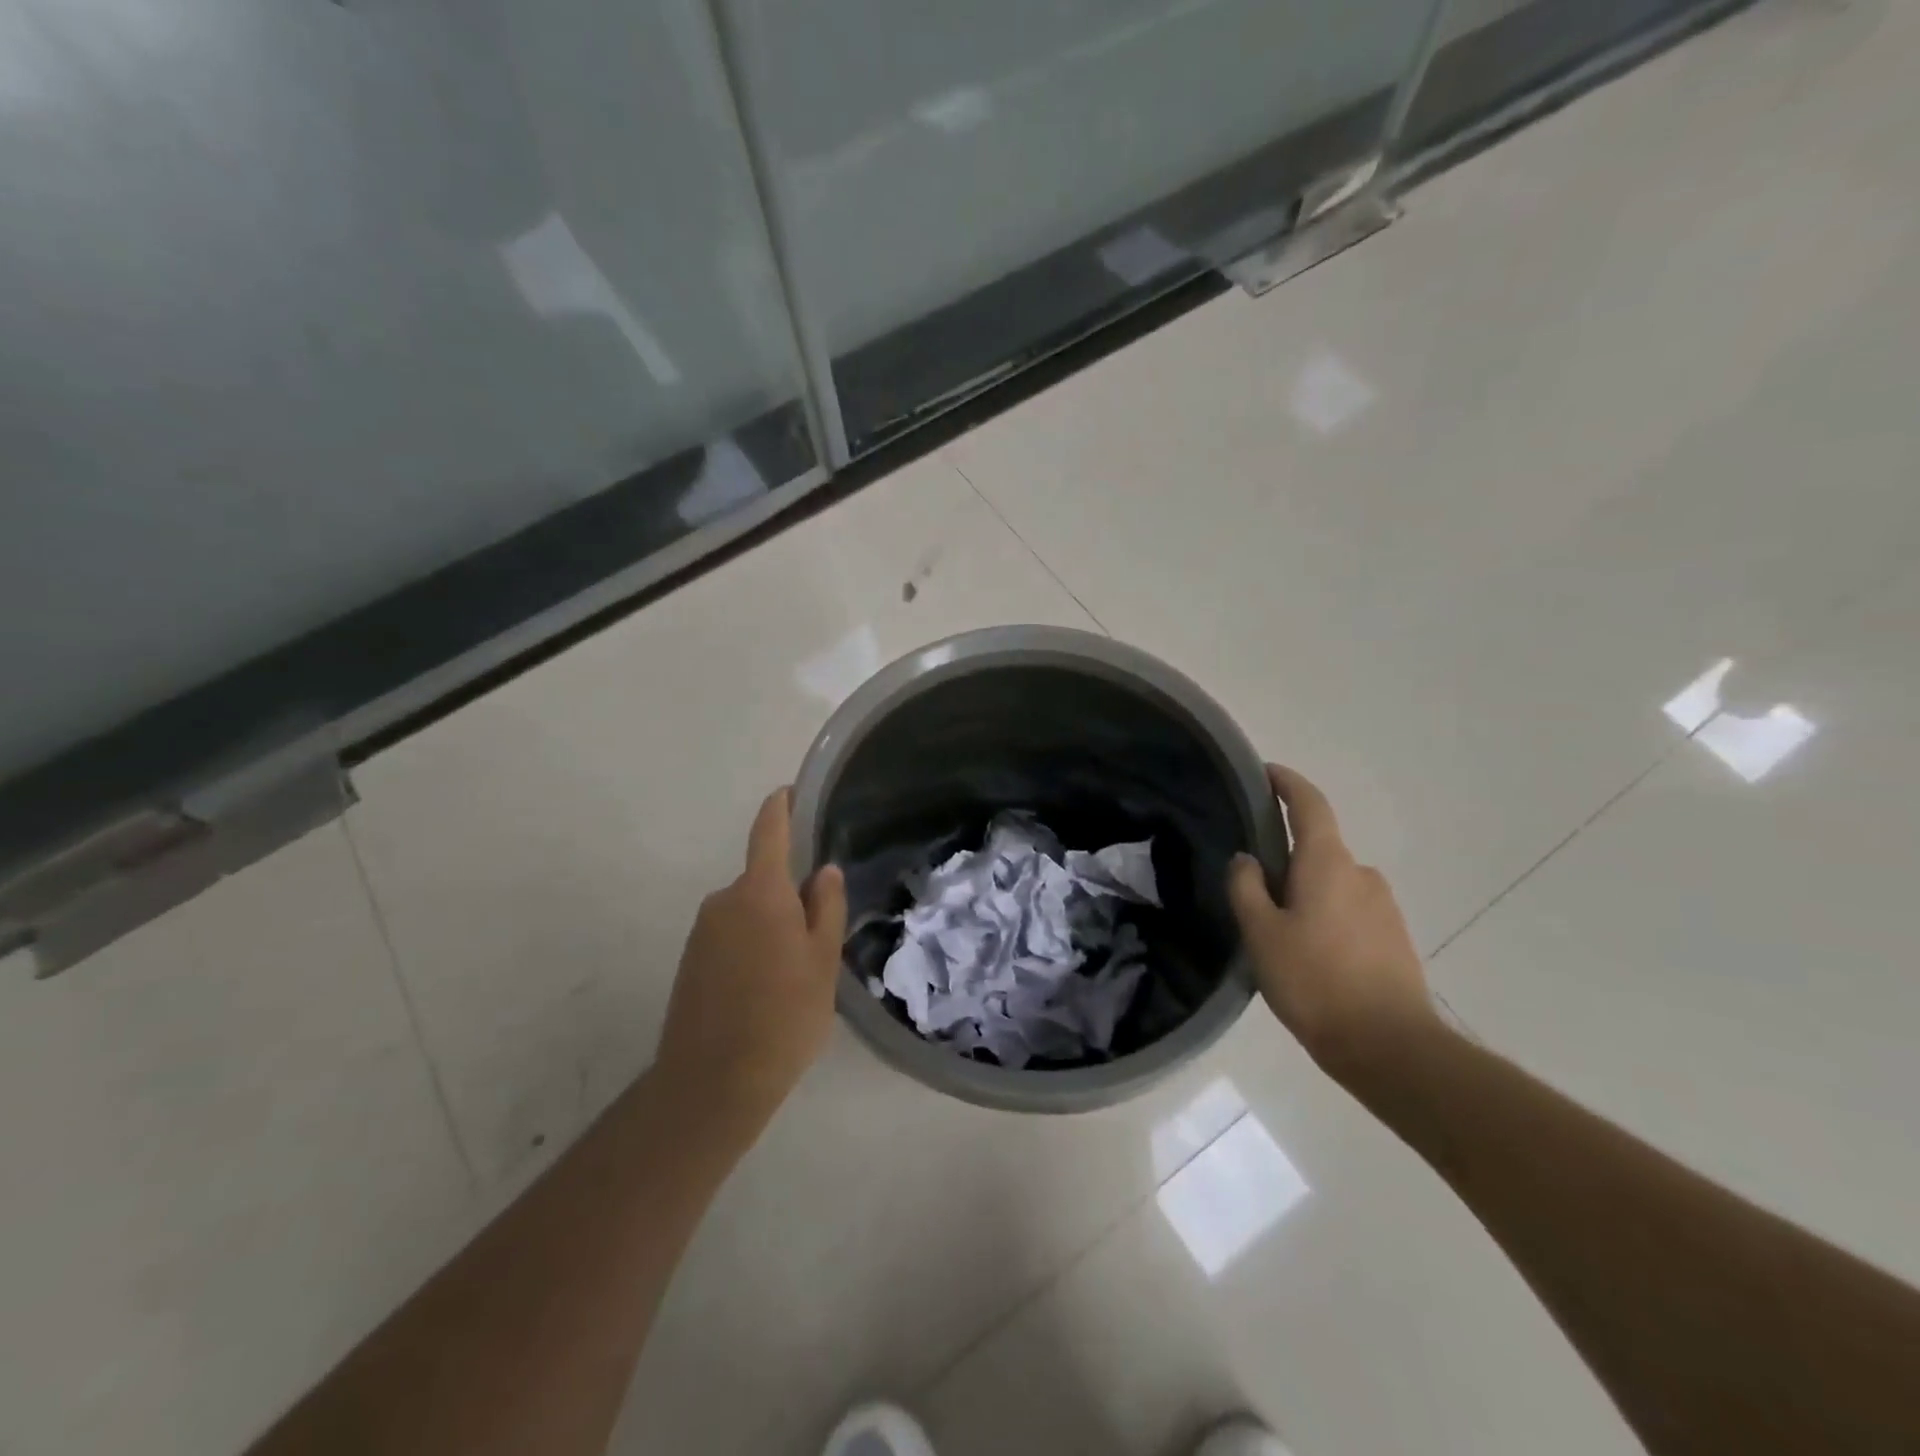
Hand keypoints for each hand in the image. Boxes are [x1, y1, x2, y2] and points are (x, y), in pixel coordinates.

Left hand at [655, 788, 846, 1145]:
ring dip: (770, 926)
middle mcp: (724, 901)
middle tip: (819, 936)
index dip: (780, 807)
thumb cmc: (783, 1016)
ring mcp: (702, 932)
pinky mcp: (690, 962)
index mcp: (760, 893)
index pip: (768, 832)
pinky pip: (729, 936)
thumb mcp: (822, 961)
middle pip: (763, 880)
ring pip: (748, 912)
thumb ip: (825, 908)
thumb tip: (822, 871)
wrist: (712, 1083)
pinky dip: (751, 947)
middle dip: (789, 894)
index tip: (791, 792)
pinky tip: (766, 989)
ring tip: (795, 974)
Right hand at [1227, 764, 1437, 1081]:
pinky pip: (1350, 910)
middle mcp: (1361, 874)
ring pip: (1333, 883)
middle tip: (1252, 884)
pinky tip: (1308, 954)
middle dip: (1286, 856)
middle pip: (1318, 847)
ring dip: (1306, 892)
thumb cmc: (1315, 981)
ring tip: (1277, 930)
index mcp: (1328, 863)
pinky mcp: (1394, 938)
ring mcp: (1383, 907)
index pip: (1309, 804)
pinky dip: (1325, 916)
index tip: (1265, 773)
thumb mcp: (1261, 934)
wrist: (1390, 1047)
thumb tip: (1247, 859)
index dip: (1286, 783)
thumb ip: (1247, 888)